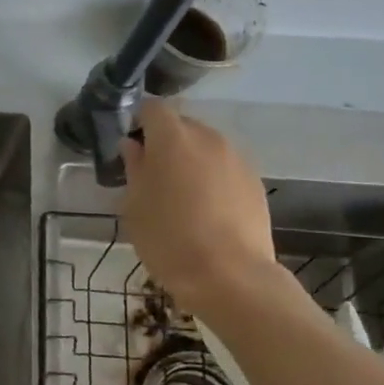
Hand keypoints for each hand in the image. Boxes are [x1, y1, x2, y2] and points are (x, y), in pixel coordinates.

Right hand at [121, 99, 276, 316]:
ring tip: (178, 194)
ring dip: (190, 160)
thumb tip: (134, 147)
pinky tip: (204, 209)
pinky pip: (224, 168)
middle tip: (150, 173)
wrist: (229, 276)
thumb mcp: (134, 205)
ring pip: (206, 147)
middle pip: (182, 126)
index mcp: (173, 138)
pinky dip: (211, 178)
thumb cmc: (168, 238)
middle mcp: (208, 138)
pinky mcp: (255, 182)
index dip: (138, 121)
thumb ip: (134, 168)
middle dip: (165, 141)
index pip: (153, 108)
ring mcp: (237, 159)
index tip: (129, 145)